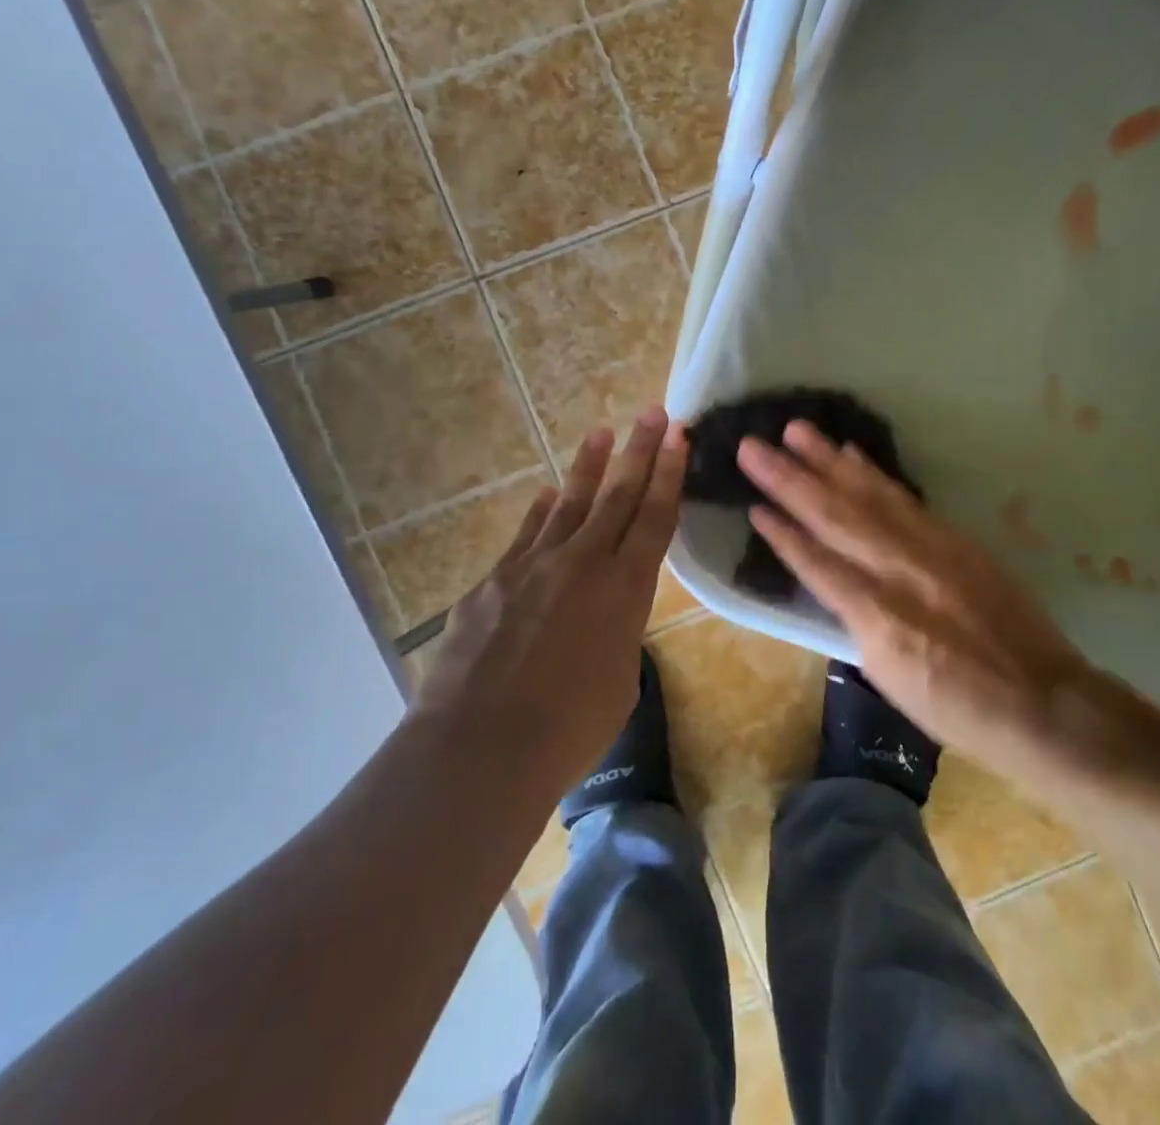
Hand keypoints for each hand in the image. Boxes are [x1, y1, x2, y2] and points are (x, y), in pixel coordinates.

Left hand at [410, 406, 685, 803]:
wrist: (481, 746)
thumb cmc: (570, 728)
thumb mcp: (619, 679)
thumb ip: (618, 634)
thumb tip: (602, 618)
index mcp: (626, 588)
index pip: (656, 517)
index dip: (669, 474)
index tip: (678, 436)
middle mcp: (583, 563)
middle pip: (617, 495)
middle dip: (639, 451)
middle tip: (653, 413)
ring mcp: (533, 566)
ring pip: (568, 504)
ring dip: (587, 468)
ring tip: (601, 435)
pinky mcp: (493, 581)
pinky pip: (525, 536)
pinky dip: (539, 513)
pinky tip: (544, 496)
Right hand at [739, 421, 1144, 782]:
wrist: (1042, 700)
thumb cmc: (957, 707)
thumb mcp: (891, 677)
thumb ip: (857, 622)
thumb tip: (835, 582)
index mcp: (879, 617)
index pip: (818, 565)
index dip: (783, 534)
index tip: (752, 504)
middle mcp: (901, 571)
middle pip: (836, 517)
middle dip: (790, 479)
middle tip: (754, 446)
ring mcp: (932, 548)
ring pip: (870, 496)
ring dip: (829, 461)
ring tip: (797, 431)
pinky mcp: (955, 538)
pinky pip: (905, 499)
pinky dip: (875, 475)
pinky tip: (852, 455)